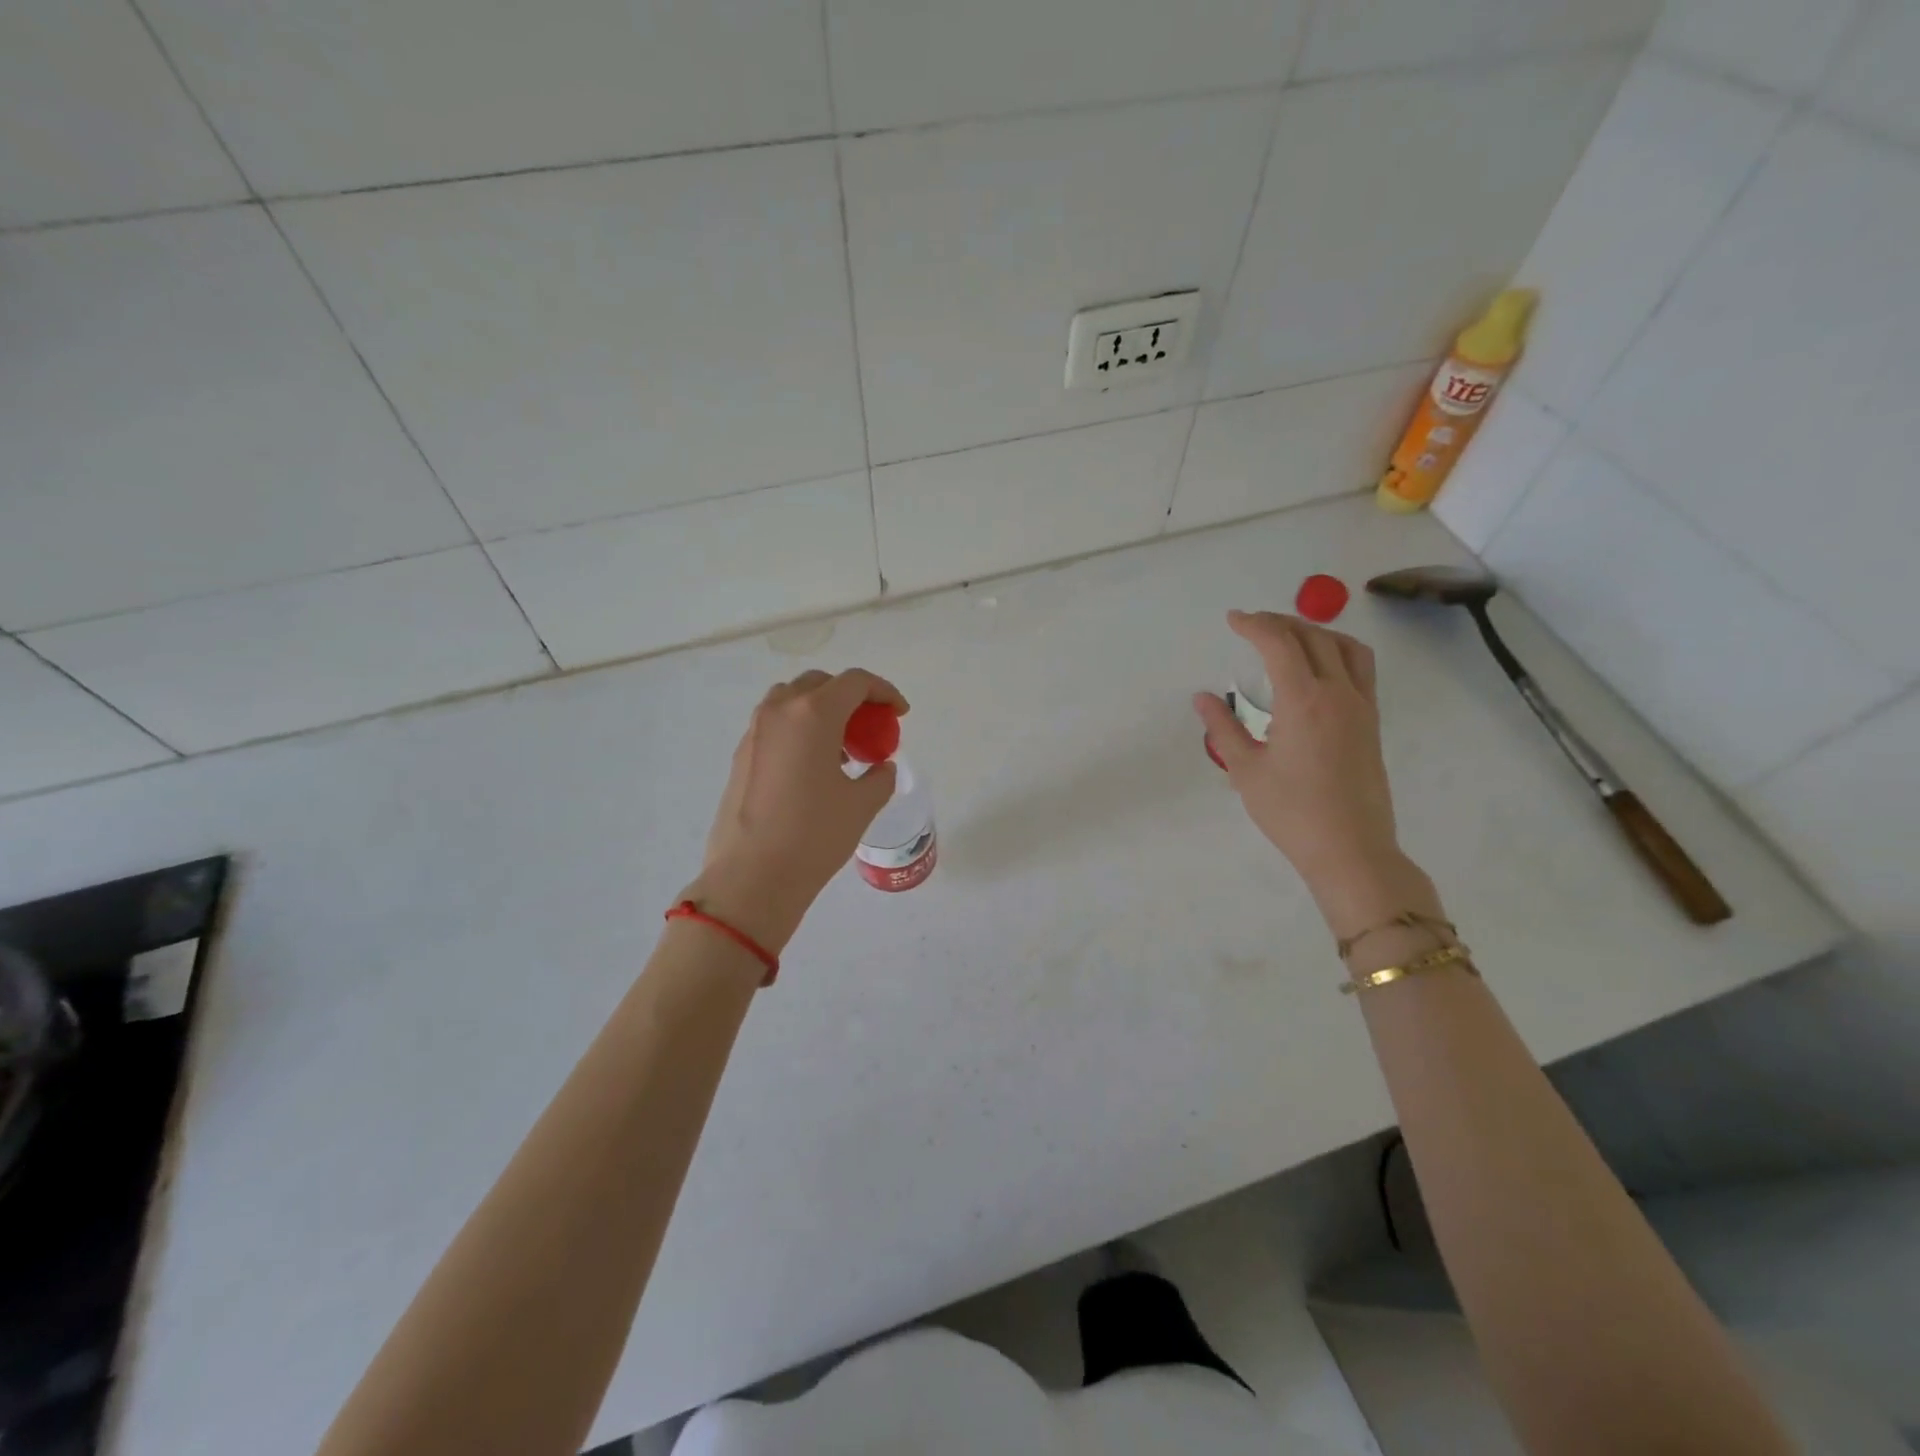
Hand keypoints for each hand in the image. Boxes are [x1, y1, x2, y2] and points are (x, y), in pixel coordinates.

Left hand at [684, 669, 908, 952]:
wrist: (752, 876)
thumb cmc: (814, 835)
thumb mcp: (862, 804)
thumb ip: (879, 776)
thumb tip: (879, 767)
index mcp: (813, 714)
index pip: (855, 682)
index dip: (884, 692)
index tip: (899, 714)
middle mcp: (780, 711)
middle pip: (821, 684)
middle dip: (851, 698)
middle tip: (869, 728)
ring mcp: (755, 731)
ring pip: (793, 700)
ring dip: (821, 711)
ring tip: (841, 748)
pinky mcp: (741, 754)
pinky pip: (776, 725)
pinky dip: (800, 730)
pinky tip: (813, 768)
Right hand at [1193, 611, 1407, 911]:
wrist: (1350, 849)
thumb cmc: (1291, 812)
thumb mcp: (1246, 770)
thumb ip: (1223, 728)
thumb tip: (1203, 698)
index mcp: (1304, 701)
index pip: (1279, 644)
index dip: (1254, 625)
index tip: (1233, 620)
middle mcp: (1338, 693)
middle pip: (1313, 637)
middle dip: (1280, 623)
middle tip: (1252, 625)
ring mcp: (1361, 706)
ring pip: (1345, 647)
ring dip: (1314, 632)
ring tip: (1288, 637)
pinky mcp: (1371, 722)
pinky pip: (1360, 669)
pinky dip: (1336, 652)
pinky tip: (1318, 668)